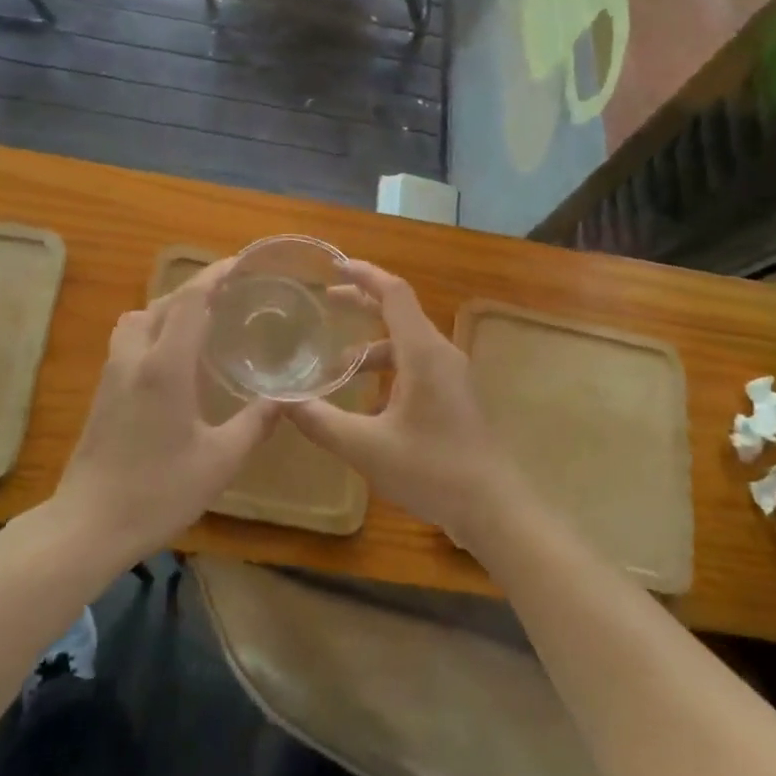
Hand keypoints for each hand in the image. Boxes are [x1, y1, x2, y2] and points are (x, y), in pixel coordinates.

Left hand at [51, 260, 279, 565]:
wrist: (88, 524)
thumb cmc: (158, 492)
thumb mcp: (219, 462)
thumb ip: (255, 424)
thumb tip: (288, 398)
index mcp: (166, 366)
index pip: (190, 301)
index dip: (214, 275)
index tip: (240, 263)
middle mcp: (136, 357)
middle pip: (164, 303)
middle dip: (197, 289)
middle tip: (231, 292)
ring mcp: (113, 372)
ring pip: (140, 317)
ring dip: (170, 307)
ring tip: (202, 321)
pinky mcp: (103, 390)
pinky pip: (130, 338)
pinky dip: (154, 328)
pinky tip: (174, 357)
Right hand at [287, 261, 524, 550]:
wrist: (494, 510)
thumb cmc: (432, 470)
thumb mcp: (366, 448)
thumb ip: (320, 421)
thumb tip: (281, 402)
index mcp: (423, 352)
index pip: (393, 293)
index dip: (364, 274)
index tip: (334, 265)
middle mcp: (439, 353)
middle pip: (399, 312)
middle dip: (361, 303)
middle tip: (326, 302)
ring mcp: (451, 375)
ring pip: (405, 344)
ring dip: (370, 346)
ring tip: (334, 366)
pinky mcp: (453, 396)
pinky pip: (415, 365)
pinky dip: (387, 368)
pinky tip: (364, 400)